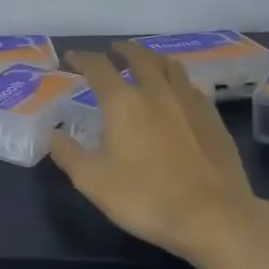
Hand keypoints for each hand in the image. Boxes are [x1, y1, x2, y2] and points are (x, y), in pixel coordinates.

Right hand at [48, 41, 266, 261]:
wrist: (215, 219)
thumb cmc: (146, 197)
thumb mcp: (92, 181)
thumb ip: (68, 154)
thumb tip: (53, 134)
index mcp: (123, 102)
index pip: (98, 67)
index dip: (82, 58)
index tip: (71, 58)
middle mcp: (156, 93)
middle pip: (140, 57)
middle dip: (124, 50)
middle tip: (114, 50)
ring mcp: (190, 104)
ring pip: (172, 67)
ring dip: (154, 59)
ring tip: (147, 63)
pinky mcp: (215, 121)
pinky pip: (194, 88)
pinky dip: (179, 83)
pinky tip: (180, 95)